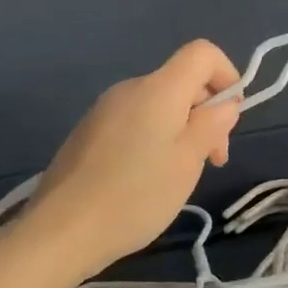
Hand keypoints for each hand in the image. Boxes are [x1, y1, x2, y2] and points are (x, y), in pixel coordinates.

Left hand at [20, 40, 241, 274]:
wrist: (58, 234)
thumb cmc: (135, 195)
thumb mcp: (189, 161)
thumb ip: (212, 124)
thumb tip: (224, 104)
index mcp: (159, 89)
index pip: (202, 53)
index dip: (226, 75)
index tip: (229, 118)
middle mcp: (130, 89)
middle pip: (182, 81)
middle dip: (206, 112)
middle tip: (212, 160)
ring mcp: (104, 110)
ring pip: (160, 104)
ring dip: (182, 129)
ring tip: (179, 175)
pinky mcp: (88, 133)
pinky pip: (135, 121)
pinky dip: (154, 138)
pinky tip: (147, 180)